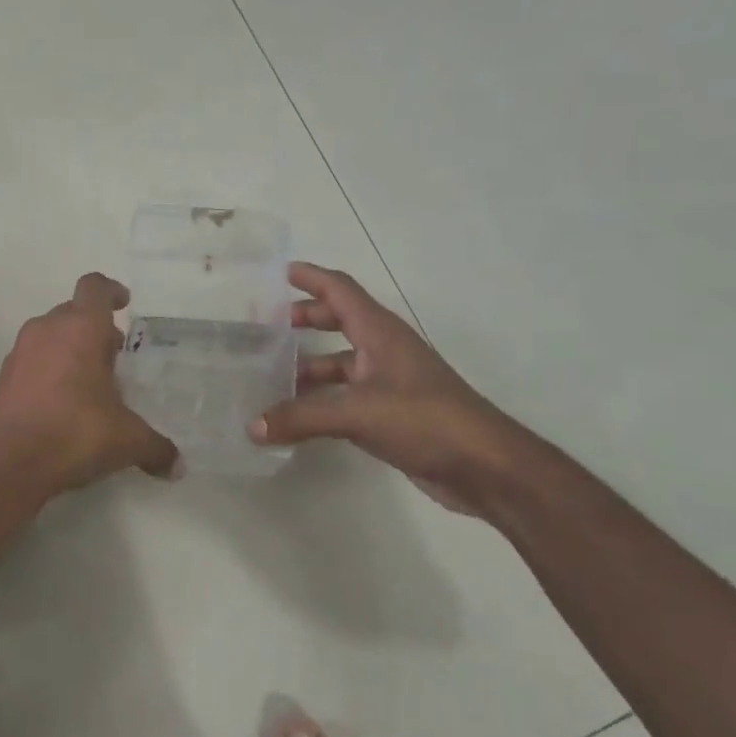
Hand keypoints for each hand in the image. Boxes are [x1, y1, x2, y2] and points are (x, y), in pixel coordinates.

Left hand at [0, 273, 178, 494]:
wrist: (10, 462)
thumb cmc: (76, 433)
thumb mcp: (128, 441)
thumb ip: (156, 447)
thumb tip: (176, 465)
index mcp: (82, 328)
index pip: (95, 288)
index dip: (110, 290)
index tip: (124, 303)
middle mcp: (47, 330)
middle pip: (72, 311)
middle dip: (93, 327)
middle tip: (112, 354)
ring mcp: (19, 353)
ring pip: (48, 335)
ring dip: (68, 348)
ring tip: (88, 381)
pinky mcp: (3, 379)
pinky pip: (31, 362)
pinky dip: (47, 371)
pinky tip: (60, 403)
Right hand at [250, 263, 524, 514]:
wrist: (482, 465)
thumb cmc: (424, 420)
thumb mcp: (357, 413)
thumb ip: (302, 417)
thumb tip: (253, 427)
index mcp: (380, 333)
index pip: (340, 290)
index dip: (311, 277)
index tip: (278, 271)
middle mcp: (383, 350)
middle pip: (338, 322)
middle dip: (303, 319)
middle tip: (265, 326)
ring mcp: (388, 382)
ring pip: (339, 363)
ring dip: (307, 366)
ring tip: (268, 377)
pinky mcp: (389, 413)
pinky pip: (344, 396)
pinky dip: (318, 400)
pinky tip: (293, 416)